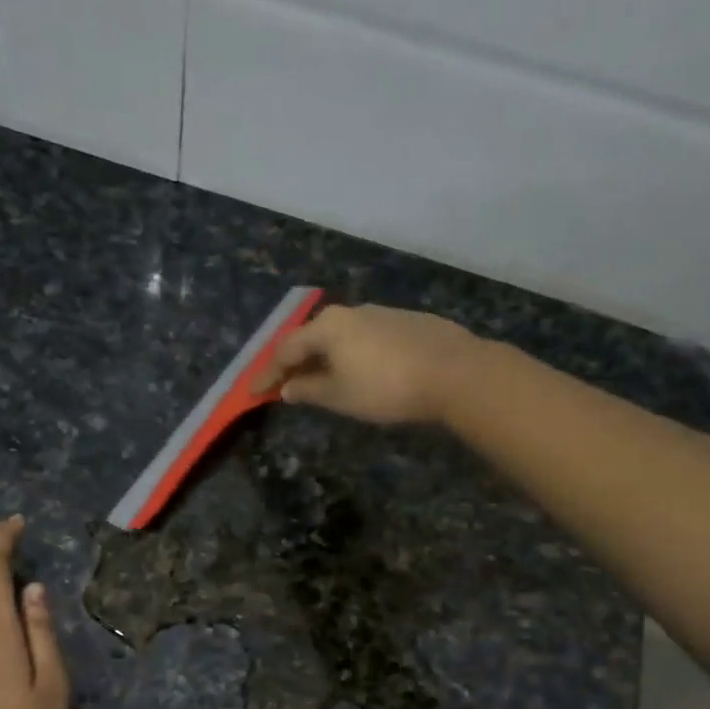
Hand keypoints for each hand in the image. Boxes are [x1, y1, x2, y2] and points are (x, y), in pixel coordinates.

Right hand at [253, 303, 481, 425]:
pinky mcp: (407, 322)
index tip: (254, 392)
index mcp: (328, 327)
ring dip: (325, 357)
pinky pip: (366, 338)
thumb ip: (309, 390)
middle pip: (312, 336)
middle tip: (285, 383)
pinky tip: (360, 370)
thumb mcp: (340, 396)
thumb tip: (287, 387)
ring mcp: (381, 313)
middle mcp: (351, 312)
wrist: (456, 372)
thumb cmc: (386, 387)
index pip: (286, 350)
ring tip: (321, 379)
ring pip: (341, 335)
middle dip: (296, 361)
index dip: (268, 374)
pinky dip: (352, 354)